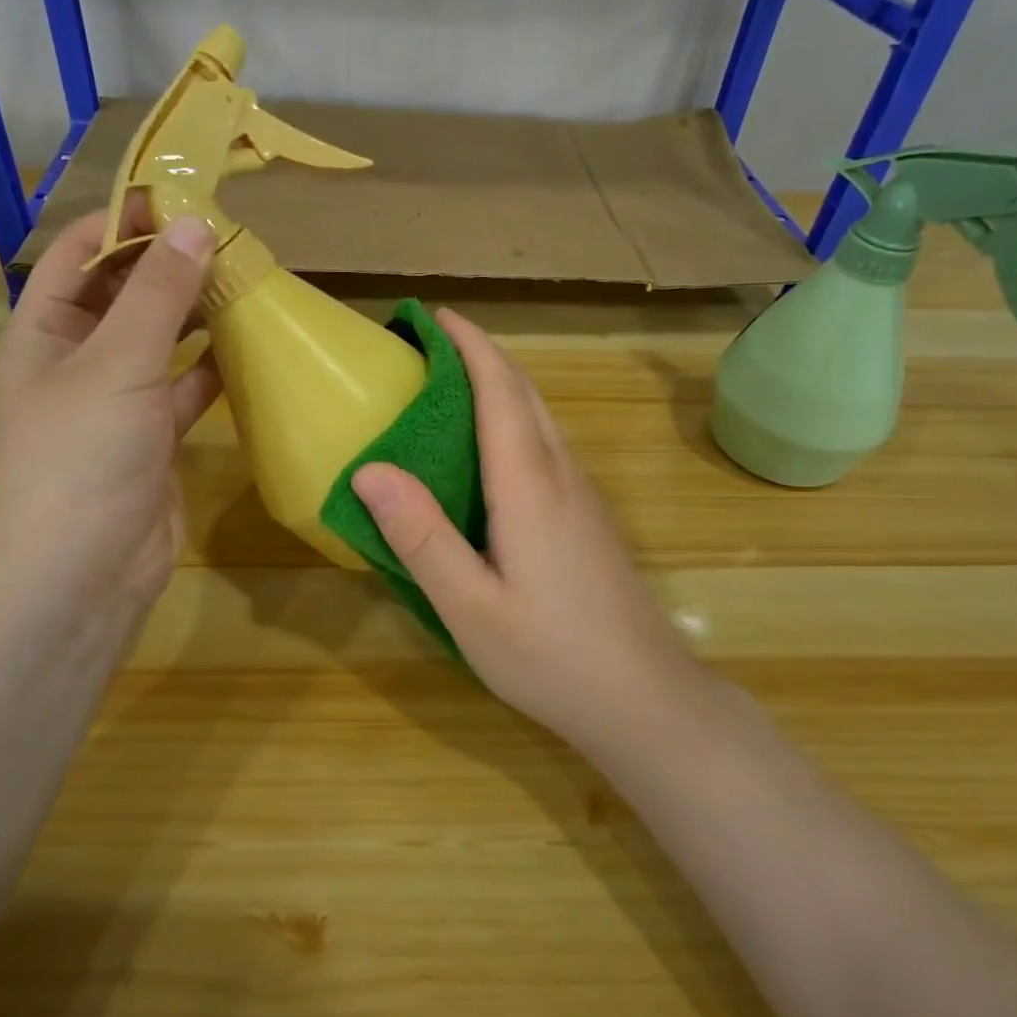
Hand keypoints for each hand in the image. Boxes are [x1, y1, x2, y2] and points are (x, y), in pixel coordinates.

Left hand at [0, 202, 220, 634]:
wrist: (80, 578)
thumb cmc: (81, 459)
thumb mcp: (118, 365)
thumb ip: (159, 295)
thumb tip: (194, 224)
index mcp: (42, 332)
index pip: (78, 254)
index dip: (125, 223)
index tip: (184, 201)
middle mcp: (75, 360)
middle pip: (124, 294)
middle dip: (170, 266)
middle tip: (230, 241)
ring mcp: (116, 401)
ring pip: (160, 340)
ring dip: (197, 314)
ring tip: (247, 283)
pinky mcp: (152, 437)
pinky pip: (184, 387)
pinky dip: (212, 367)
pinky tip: (248, 346)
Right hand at [348, 310, 698, 757]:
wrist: (647, 699)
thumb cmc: (551, 656)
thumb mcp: (470, 607)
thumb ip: (421, 537)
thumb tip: (370, 469)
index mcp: (530, 485)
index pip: (499, 391)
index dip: (469, 345)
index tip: (433, 316)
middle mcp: (561, 474)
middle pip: (524, 392)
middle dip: (482, 354)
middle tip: (431, 344)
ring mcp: (582, 495)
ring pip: (541, 416)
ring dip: (500, 383)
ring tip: (452, 384)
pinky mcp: (588, 517)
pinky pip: (547, 443)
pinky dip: (514, 418)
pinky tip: (489, 449)